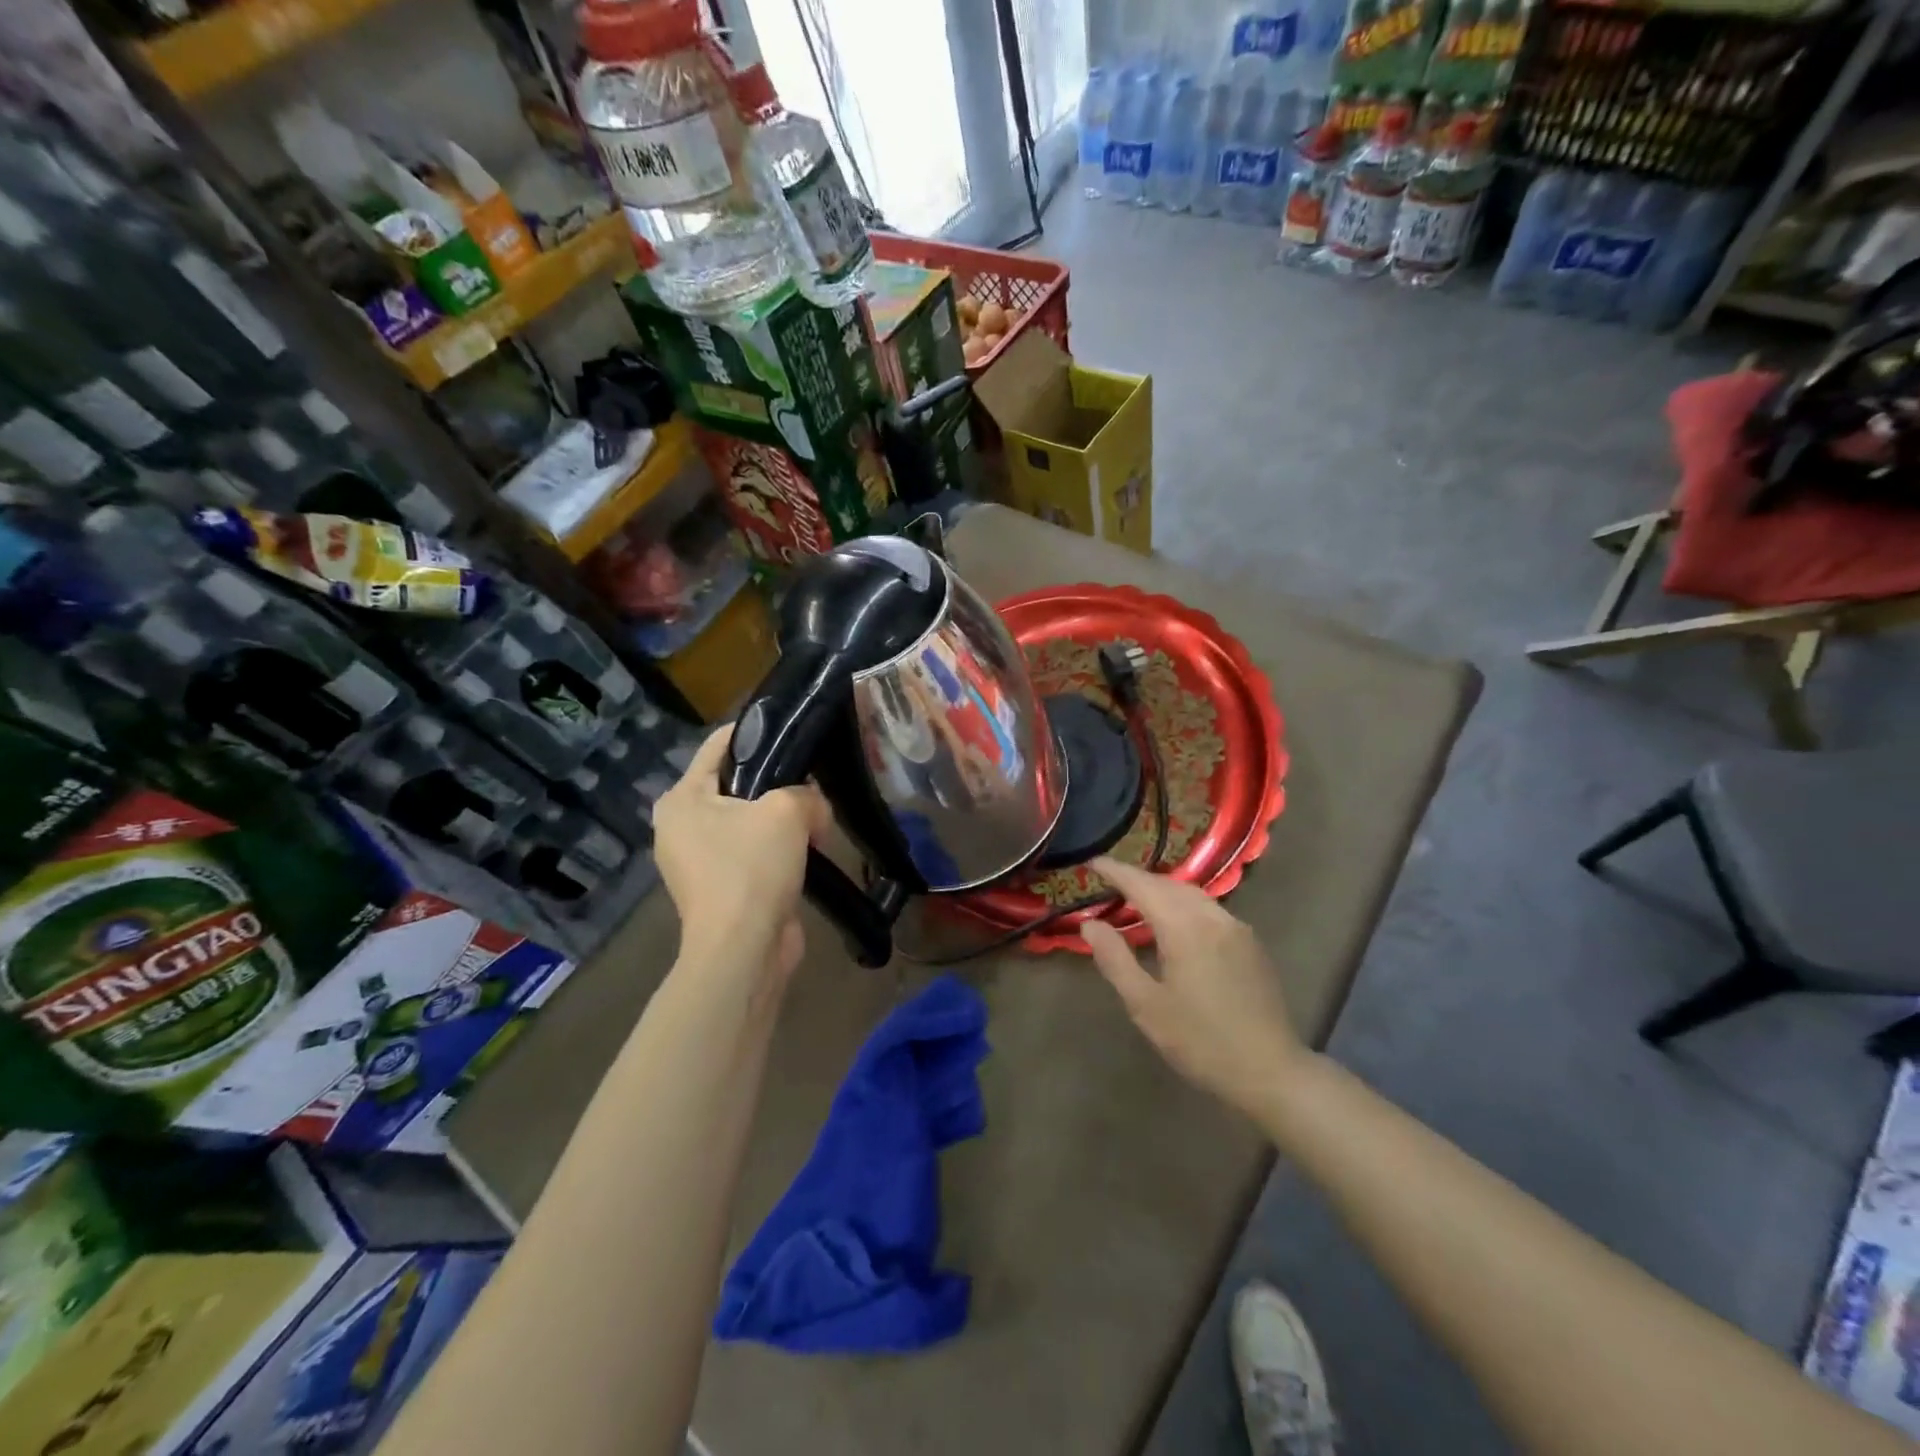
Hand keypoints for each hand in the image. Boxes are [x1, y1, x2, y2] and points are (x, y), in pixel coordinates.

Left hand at [653, 726, 831, 980]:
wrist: (743, 950)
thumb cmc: (752, 868)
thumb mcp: (786, 810)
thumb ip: (806, 793)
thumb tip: (814, 807)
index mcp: (682, 798)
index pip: (718, 745)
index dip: (756, 731)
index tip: (793, 727)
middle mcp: (681, 826)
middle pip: (736, 784)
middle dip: (776, 782)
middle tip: (812, 780)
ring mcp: (699, 861)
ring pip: (748, 821)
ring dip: (781, 820)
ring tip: (816, 817)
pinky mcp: (721, 889)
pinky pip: (753, 853)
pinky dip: (778, 850)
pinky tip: (809, 850)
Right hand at [1081, 856, 1306, 1114]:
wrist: (1271, 1071)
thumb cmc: (1200, 1042)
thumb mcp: (1146, 1005)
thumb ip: (1115, 959)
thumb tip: (1090, 924)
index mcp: (1184, 928)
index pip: (1143, 886)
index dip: (1116, 871)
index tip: (1092, 862)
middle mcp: (1212, 917)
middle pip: (1169, 884)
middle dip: (1138, 878)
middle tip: (1110, 881)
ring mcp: (1237, 928)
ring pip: (1192, 894)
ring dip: (1162, 890)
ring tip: (1138, 899)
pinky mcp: (1250, 943)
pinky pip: (1210, 909)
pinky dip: (1184, 904)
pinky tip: (1176, 922)